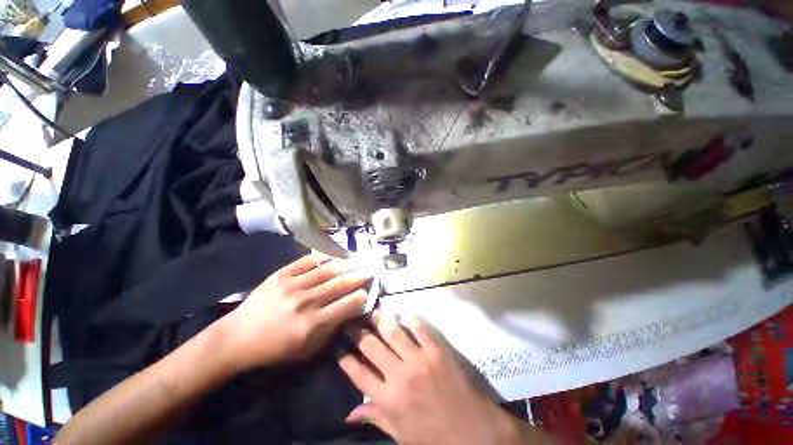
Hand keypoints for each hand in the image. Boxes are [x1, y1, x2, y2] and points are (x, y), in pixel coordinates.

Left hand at [219, 253, 370, 371]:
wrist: (237, 337)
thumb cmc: (275, 349)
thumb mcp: (307, 350)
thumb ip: (331, 330)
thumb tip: (350, 310)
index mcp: (313, 324)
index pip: (348, 304)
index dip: (362, 297)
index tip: (367, 292)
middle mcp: (306, 302)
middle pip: (341, 283)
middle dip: (360, 276)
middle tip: (370, 270)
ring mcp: (293, 284)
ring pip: (328, 269)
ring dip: (347, 264)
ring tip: (357, 261)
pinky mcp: (282, 274)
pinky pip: (308, 260)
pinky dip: (324, 257)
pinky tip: (334, 256)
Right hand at [339, 314, 529, 444]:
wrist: (474, 433)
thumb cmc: (435, 439)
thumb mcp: (401, 436)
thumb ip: (376, 419)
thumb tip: (349, 414)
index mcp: (389, 400)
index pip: (359, 375)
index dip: (346, 360)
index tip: (339, 348)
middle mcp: (400, 375)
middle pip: (372, 347)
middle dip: (358, 333)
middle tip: (351, 322)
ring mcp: (419, 359)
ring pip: (393, 332)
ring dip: (381, 319)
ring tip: (373, 309)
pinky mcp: (436, 351)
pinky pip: (420, 329)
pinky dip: (410, 319)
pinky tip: (403, 311)